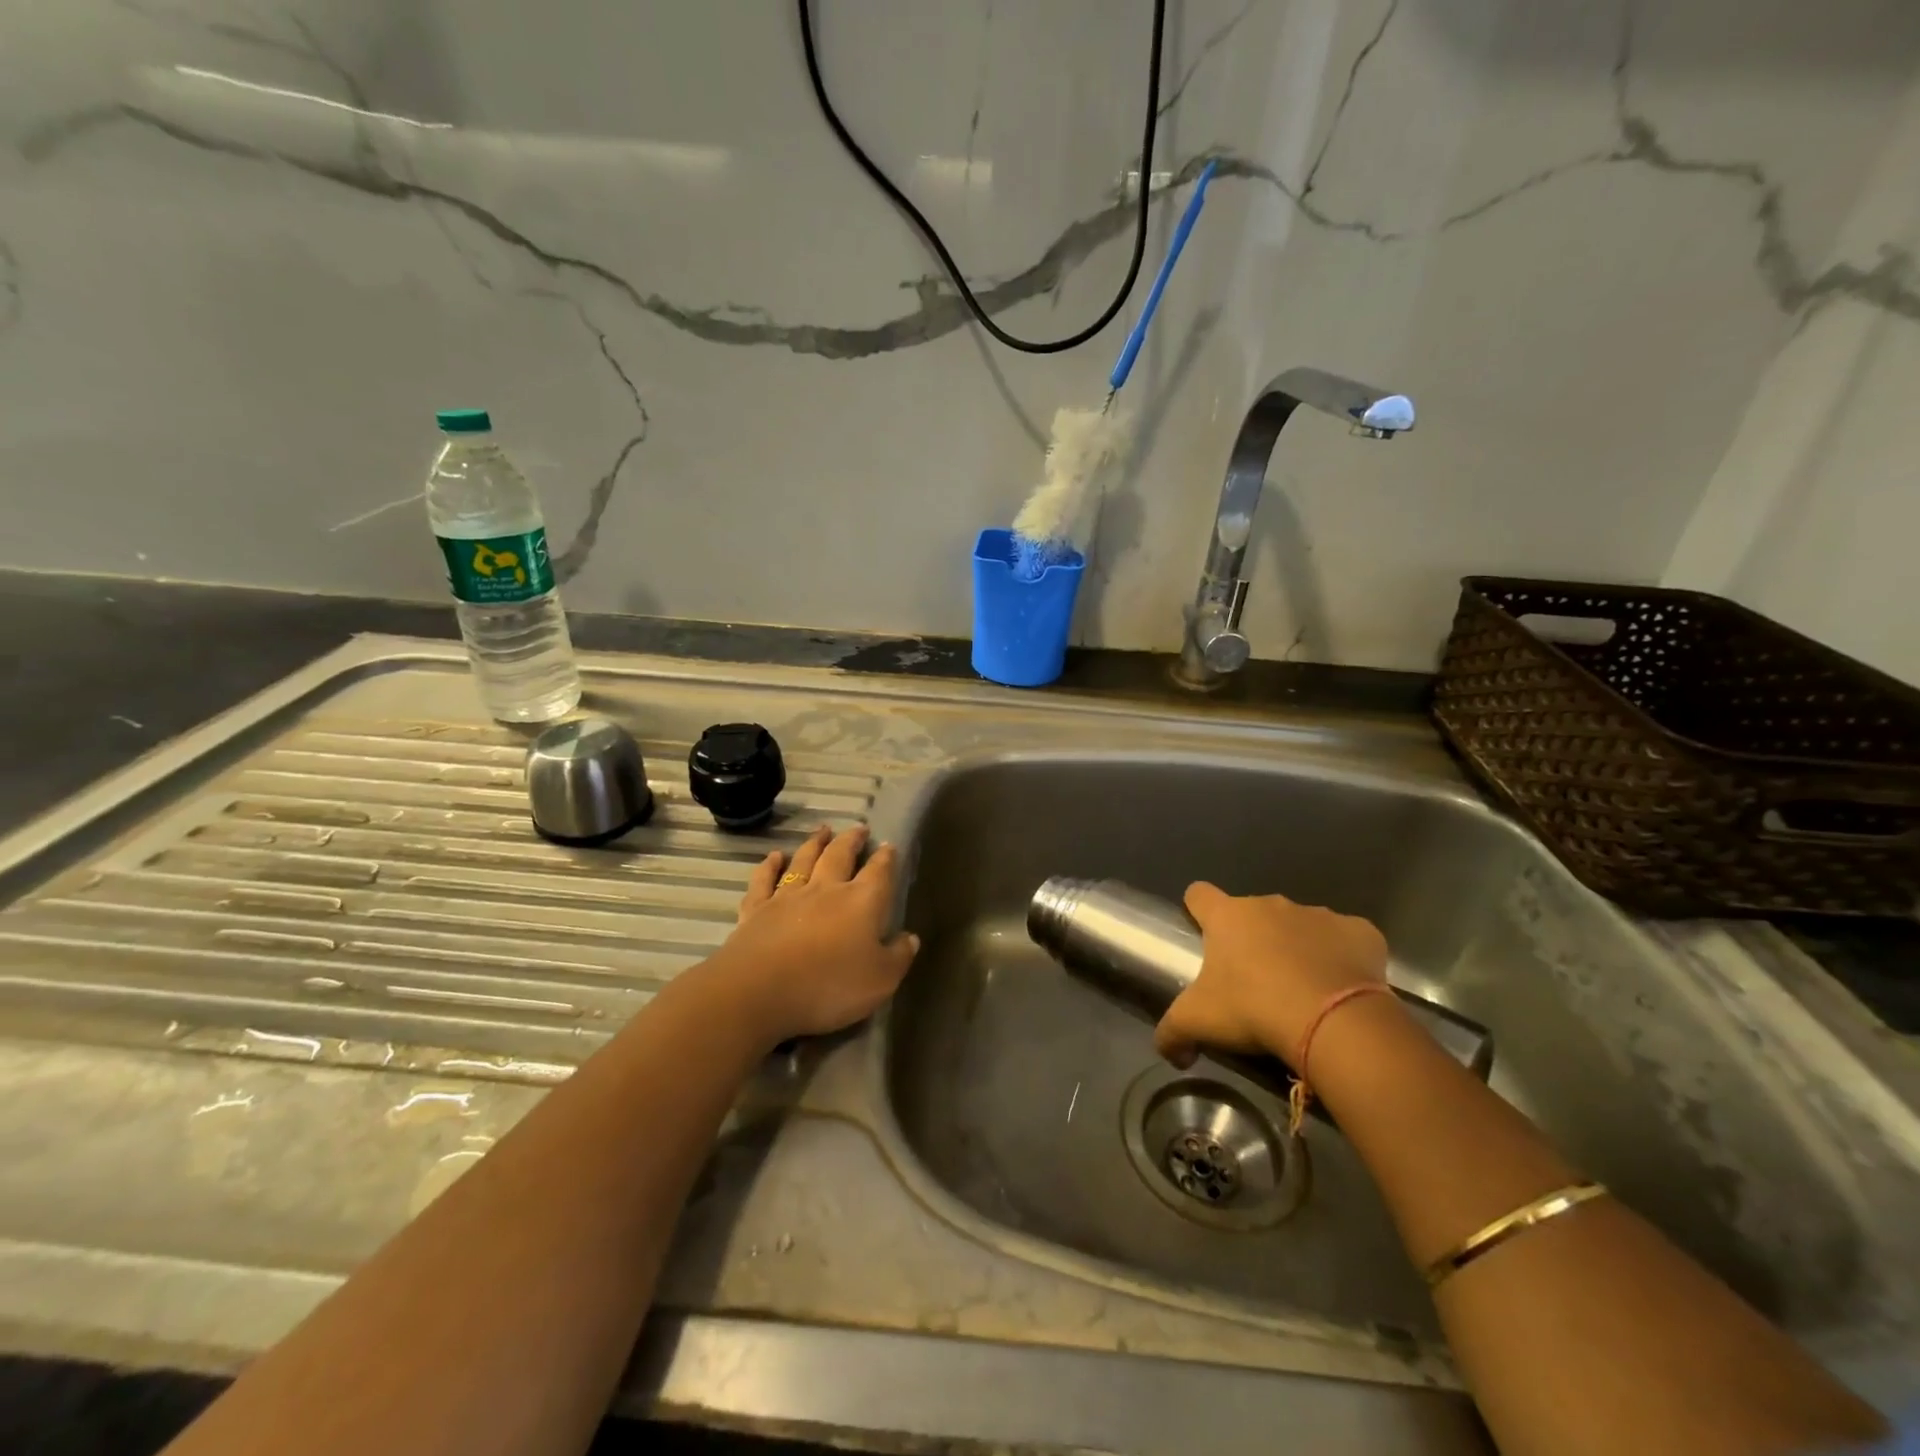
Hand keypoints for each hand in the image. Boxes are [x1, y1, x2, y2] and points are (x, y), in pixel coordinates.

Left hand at [700, 824, 918, 1047]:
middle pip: (840, 855)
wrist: (759, 991)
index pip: (879, 873)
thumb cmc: (829, 986)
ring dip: (815, 843)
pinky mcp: (756, 909)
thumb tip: (910, 937)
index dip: (886, 858)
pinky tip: (774, 857)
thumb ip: (898, 957)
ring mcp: (788, 896)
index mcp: (862, 902)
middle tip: (859, 828)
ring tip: (823, 830)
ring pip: (804, 860)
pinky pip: (764, 880)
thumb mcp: (881, 981)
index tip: (889, 846)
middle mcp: (826, 889)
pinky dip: (769, 866)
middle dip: (852, 840)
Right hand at [1154, 882, 1389, 1070]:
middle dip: (1252, 939)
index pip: (1199, 894)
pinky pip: (1346, 940)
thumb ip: (1172, 1033)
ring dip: (1297, 948)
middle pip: (1253, 913)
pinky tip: (1342, 989)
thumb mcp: (1198, 1023)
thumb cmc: (1253, 1008)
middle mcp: (1271, 904)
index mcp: (1228, 916)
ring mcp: (1318, 914)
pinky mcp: (1361, 932)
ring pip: (1300, 926)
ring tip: (1302, 992)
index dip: (1197, 910)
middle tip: (1254, 983)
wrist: (1333, 1022)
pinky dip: (1342, 958)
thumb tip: (1168, 1052)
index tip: (1203, 933)